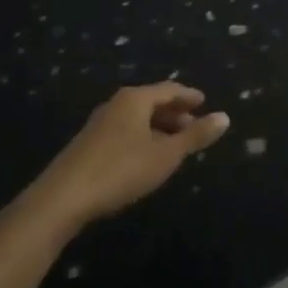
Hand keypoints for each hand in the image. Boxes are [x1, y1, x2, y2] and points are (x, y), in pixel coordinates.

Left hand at [26, 83, 229, 231]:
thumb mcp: (165, 155)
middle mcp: (117, 104)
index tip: (204, 101)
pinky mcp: (88, 144)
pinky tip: (146, 157)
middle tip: (193, 125)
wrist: (62, 198)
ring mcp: (99, 123)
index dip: (189, 96)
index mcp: (136, 99)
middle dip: (174, 112)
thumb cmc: (121, 170)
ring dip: (158, 127)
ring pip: (137, 118)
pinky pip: (124, 130)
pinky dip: (142, 137)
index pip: (169, 89)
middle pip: (152, 101)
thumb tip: (225, 117)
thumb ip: (195, 136)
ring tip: (174, 144)